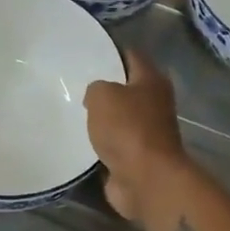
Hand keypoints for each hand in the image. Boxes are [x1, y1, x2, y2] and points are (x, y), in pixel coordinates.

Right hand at [83, 49, 186, 222]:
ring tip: (74, 109)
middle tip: (75, 82)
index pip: (131, 55)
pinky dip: (102, 142)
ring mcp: (148, 131)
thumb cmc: (127, 128)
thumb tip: (96, 96)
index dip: (111, 51)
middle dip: (105, 86)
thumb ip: (96, 87)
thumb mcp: (102, 95)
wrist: (146, 179)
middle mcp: (155, 103)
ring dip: (103, 116)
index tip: (88, 51)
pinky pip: (115, 142)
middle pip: (127, 87)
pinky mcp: (138, 157)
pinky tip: (81, 137)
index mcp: (152, 80)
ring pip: (120, 116)